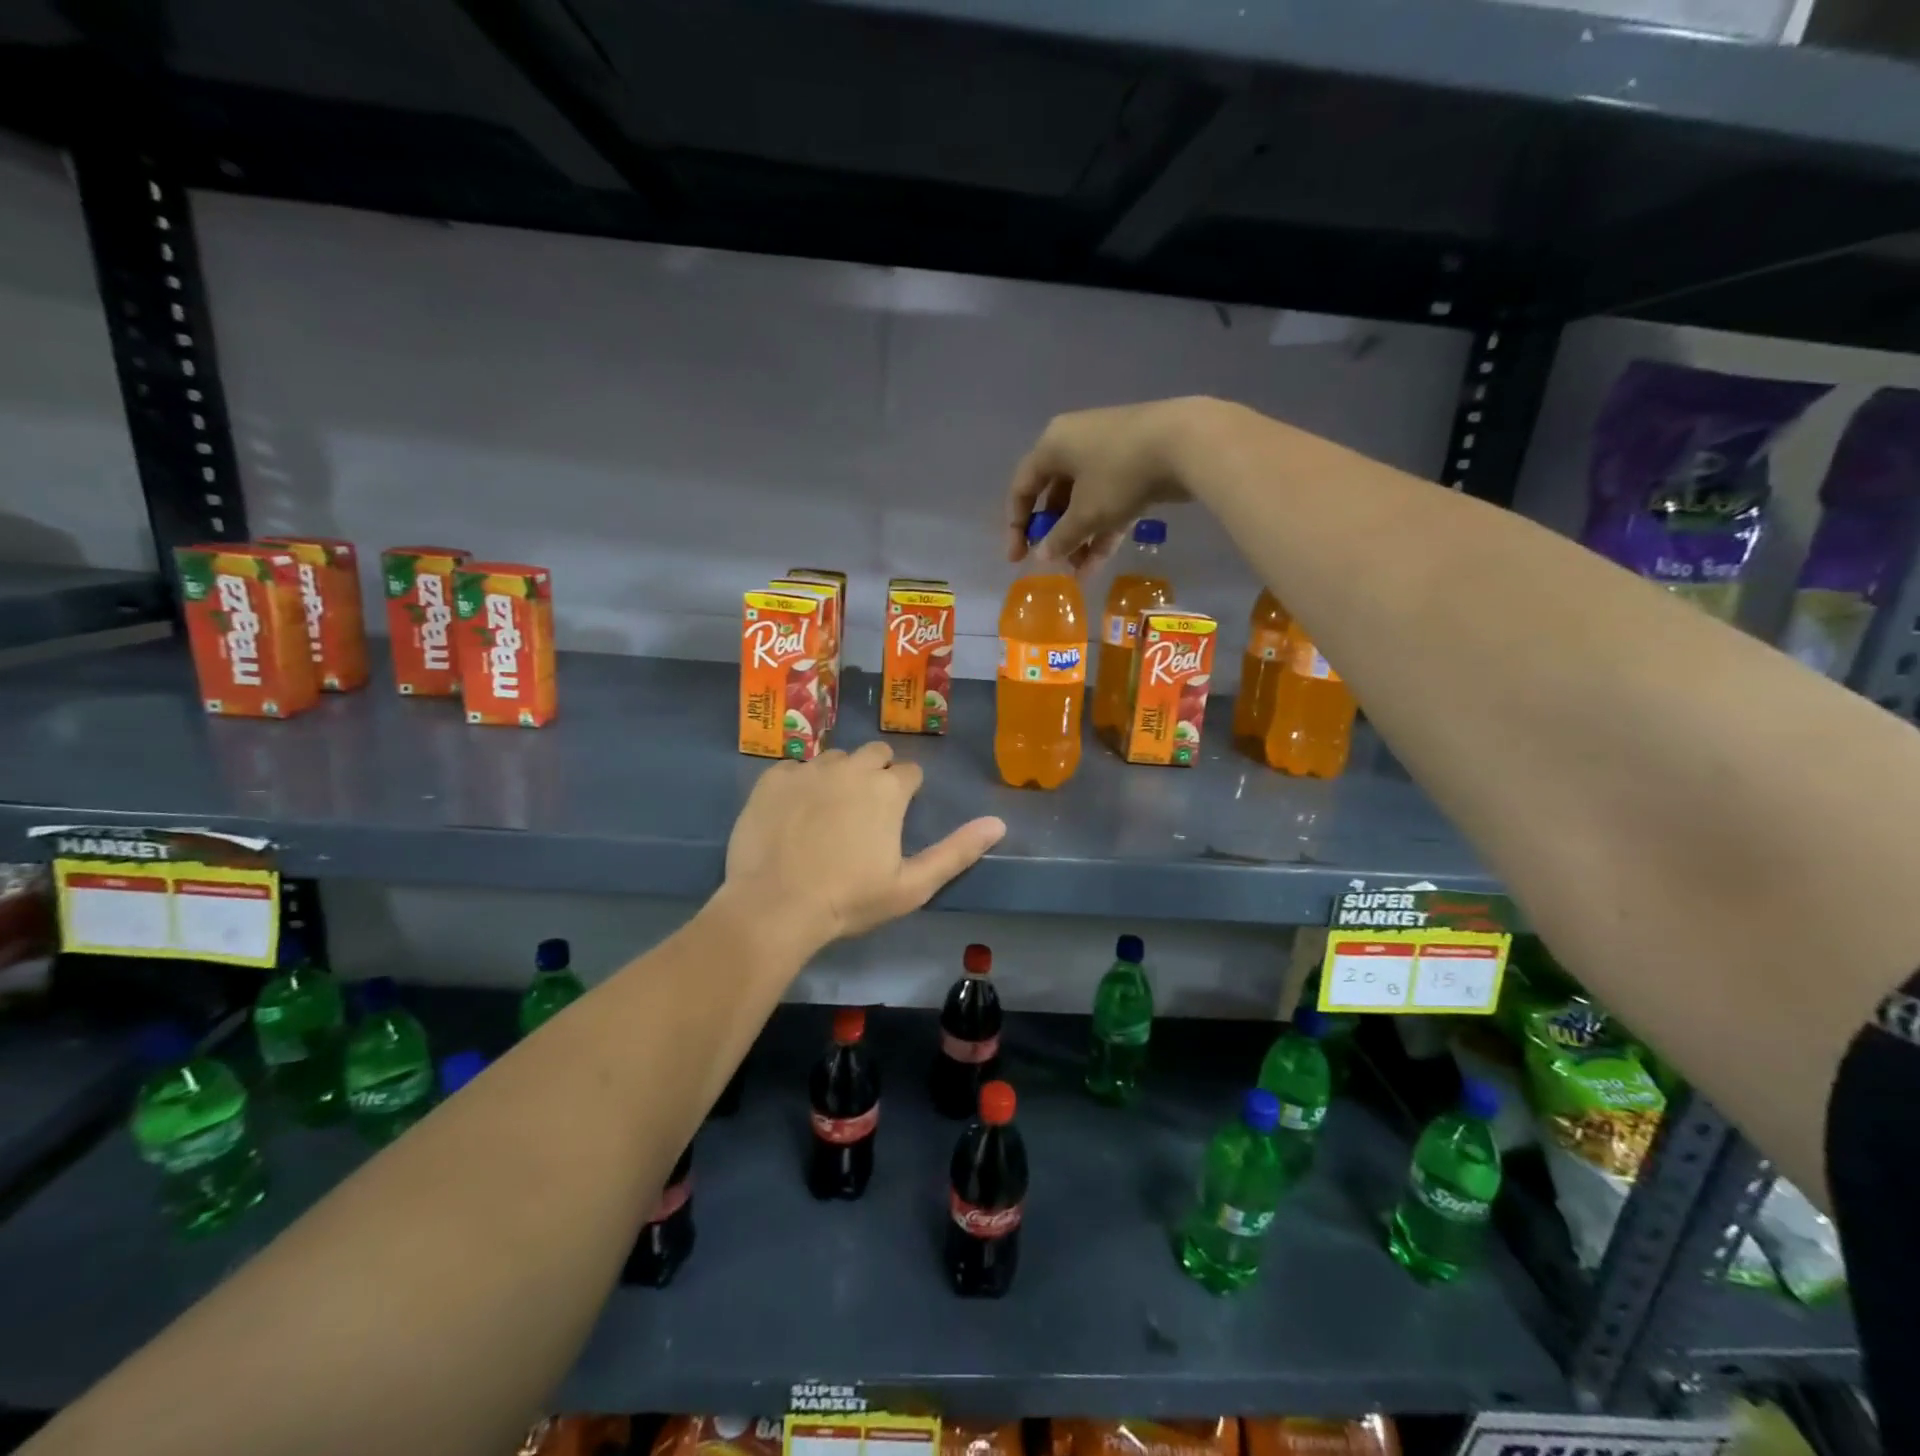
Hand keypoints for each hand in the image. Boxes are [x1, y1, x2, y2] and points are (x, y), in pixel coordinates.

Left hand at [723, 742, 1006, 949]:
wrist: (775, 906)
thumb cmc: (850, 900)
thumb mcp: (912, 885)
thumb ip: (957, 851)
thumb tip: (998, 824)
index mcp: (887, 789)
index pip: (910, 772)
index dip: (907, 792)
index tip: (897, 816)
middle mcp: (851, 767)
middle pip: (875, 754)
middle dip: (877, 773)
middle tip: (866, 811)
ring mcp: (808, 769)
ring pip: (834, 759)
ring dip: (839, 776)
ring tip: (828, 812)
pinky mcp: (772, 778)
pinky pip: (795, 769)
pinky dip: (800, 784)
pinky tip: (794, 814)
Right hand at [1005, 398, 1210, 574]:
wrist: (1185, 443)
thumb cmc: (1120, 474)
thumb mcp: (1086, 513)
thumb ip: (1060, 538)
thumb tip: (1042, 556)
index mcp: (1053, 445)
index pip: (1023, 487)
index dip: (1016, 525)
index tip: (1017, 558)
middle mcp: (1075, 443)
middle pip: (1054, 496)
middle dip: (1054, 535)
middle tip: (1052, 564)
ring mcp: (1107, 453)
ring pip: (1083, 502)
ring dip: (1079, 538)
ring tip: (1079, 573)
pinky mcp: (1134, 465)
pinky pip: (1108, 501)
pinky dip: (1102, 529)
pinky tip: (1099, 563)